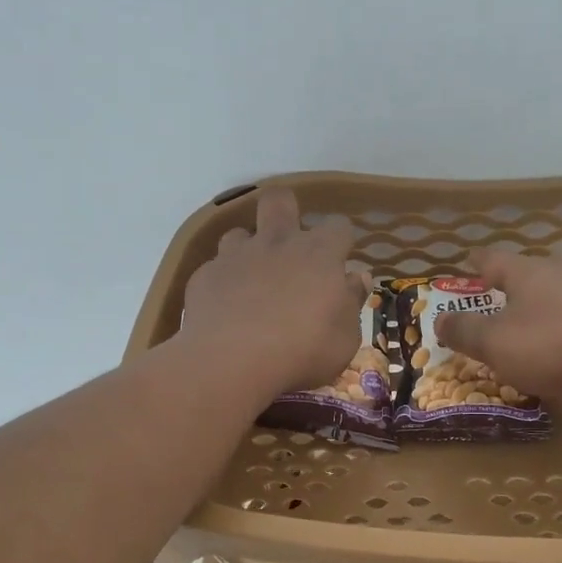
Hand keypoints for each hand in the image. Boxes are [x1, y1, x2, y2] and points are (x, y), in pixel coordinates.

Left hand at [180, 188, 364, 396]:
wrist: (230, 360)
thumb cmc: (302, 351)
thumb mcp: (344, 338)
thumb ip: (351, 303)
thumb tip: (356, 278)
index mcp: (319, 254)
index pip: (338, 226)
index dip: (340, 240)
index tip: (339, 261)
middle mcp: (277, 242)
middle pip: (279, 201)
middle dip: (286, 211)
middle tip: (289, 242)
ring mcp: (236, 255)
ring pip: (240, 233)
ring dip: (248, 250)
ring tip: (252, 280)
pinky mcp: (205, 274)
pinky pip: (215, 268)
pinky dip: (223, 282)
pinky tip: (225, 308)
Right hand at [433, 249, 561, 407]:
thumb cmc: (552, 346)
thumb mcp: (494, 343)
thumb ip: (464, 330)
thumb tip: (440, 319)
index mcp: (527, 271)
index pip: (493, 258)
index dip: (476, 263)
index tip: (466, 265)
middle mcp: (560, 274)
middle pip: (526, 274)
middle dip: (507, 288)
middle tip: (490, 303)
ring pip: (553, 297)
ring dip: (535, 311)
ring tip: (521, 332)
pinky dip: (559, 332)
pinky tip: (556, 353)